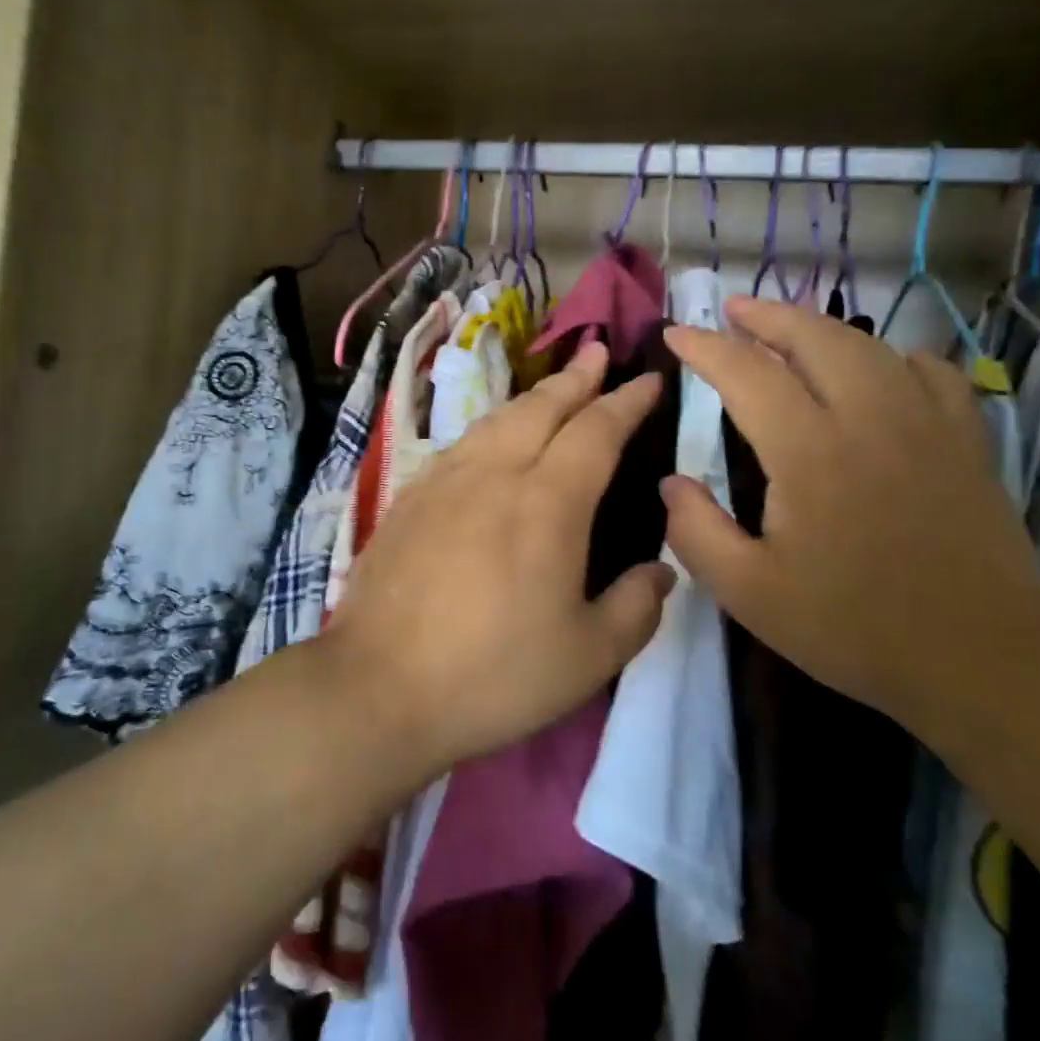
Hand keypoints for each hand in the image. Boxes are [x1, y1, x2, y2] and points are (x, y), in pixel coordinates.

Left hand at [323, 341, 674, 776]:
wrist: (378, 687)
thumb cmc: (493, 674)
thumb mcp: (588, 656)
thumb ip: (636, 607)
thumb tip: (661, 570)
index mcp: (547, 503)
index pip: (596, 431)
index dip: (627, 401)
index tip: (649, 380)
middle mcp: (495, 475)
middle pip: (542, 408)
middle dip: (576, 378)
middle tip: (597, 353)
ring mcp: (444, 482)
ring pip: (496, 419)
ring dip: (533, 397)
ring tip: (553, 388)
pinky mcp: (409, 499)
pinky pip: (461, 444)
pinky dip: (491, 426)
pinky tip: (492, 439)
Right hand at [662, 298, 1039, 720]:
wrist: (983, 658)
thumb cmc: (855, 627)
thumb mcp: (750, 595)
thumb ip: (697, 533)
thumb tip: (670, 483)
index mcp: (810, 452)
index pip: (747, 374)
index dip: (706, 348)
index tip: (676, 334)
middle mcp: (869, 417)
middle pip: (814, 337)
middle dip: (766, 315)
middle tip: (733, 309)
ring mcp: (926, 422)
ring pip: (868, 346)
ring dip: (821, 328)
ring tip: (791, 329)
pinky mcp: (966, 439)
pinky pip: (929, 371)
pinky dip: (893, 357)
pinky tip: (881, 369)